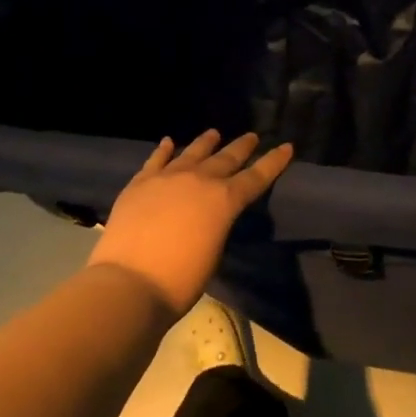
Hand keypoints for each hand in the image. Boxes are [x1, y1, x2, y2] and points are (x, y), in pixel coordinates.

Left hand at [88, 130, 292, 317]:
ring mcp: (167, 178)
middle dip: (241, 147)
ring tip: (213, 133)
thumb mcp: (213, 252)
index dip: (273, 162)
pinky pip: (156, 160)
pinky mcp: (140, 183)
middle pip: (226, 158)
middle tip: (251, 136)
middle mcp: (199, 180)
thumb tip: (210, 215)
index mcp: (224, 200)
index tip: (286, 147)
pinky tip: (169, 142)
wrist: (129, 283)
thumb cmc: (180, 280)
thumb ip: (216, 225)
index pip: (256, 177)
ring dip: (205, 142)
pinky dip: (164, 150)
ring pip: (192, 153)